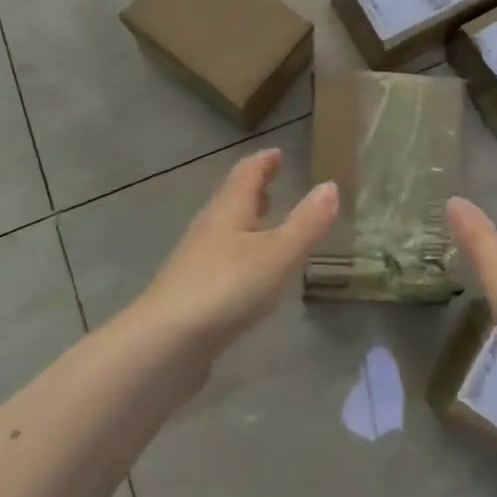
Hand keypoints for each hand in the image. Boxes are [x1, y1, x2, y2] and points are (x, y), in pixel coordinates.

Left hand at [135, 149, 337, 356]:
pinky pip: (220, 257)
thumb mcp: (277, 254)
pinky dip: (238, 250)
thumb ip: (306, 223)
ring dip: (245, 219)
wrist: (165, 343)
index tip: (277, 153)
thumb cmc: (226, 287)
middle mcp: (210, 227)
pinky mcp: (192, 291)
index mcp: (229, 210)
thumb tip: (330, 185)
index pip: (246, 174)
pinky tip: (247, 270)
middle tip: (272, 181)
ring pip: (224, 229)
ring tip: (264, 220)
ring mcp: (196, 260)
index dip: (263, 162)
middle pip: (231, 198)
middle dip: (253, 188)